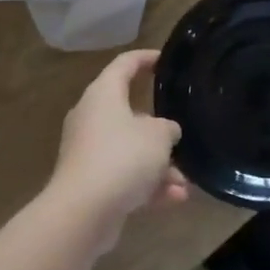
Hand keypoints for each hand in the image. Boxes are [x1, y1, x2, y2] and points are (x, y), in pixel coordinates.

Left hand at [47, 50, 188, 226]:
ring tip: (185, 182)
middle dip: (159, 130)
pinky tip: (175, 199)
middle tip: (181, 134)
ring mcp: (88, 152)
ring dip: (159, 165)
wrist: (84, 211)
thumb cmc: (123, 158)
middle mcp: (91, 119)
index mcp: (102, 95)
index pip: (124, 65)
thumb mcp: (158, 136)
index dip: (145, 59)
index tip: (164, 59)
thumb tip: (165, 131)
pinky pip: (125, 177)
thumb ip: (167, 128)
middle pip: (129, 114)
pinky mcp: (90, 182)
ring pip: (130, 151)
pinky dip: (148, 186)